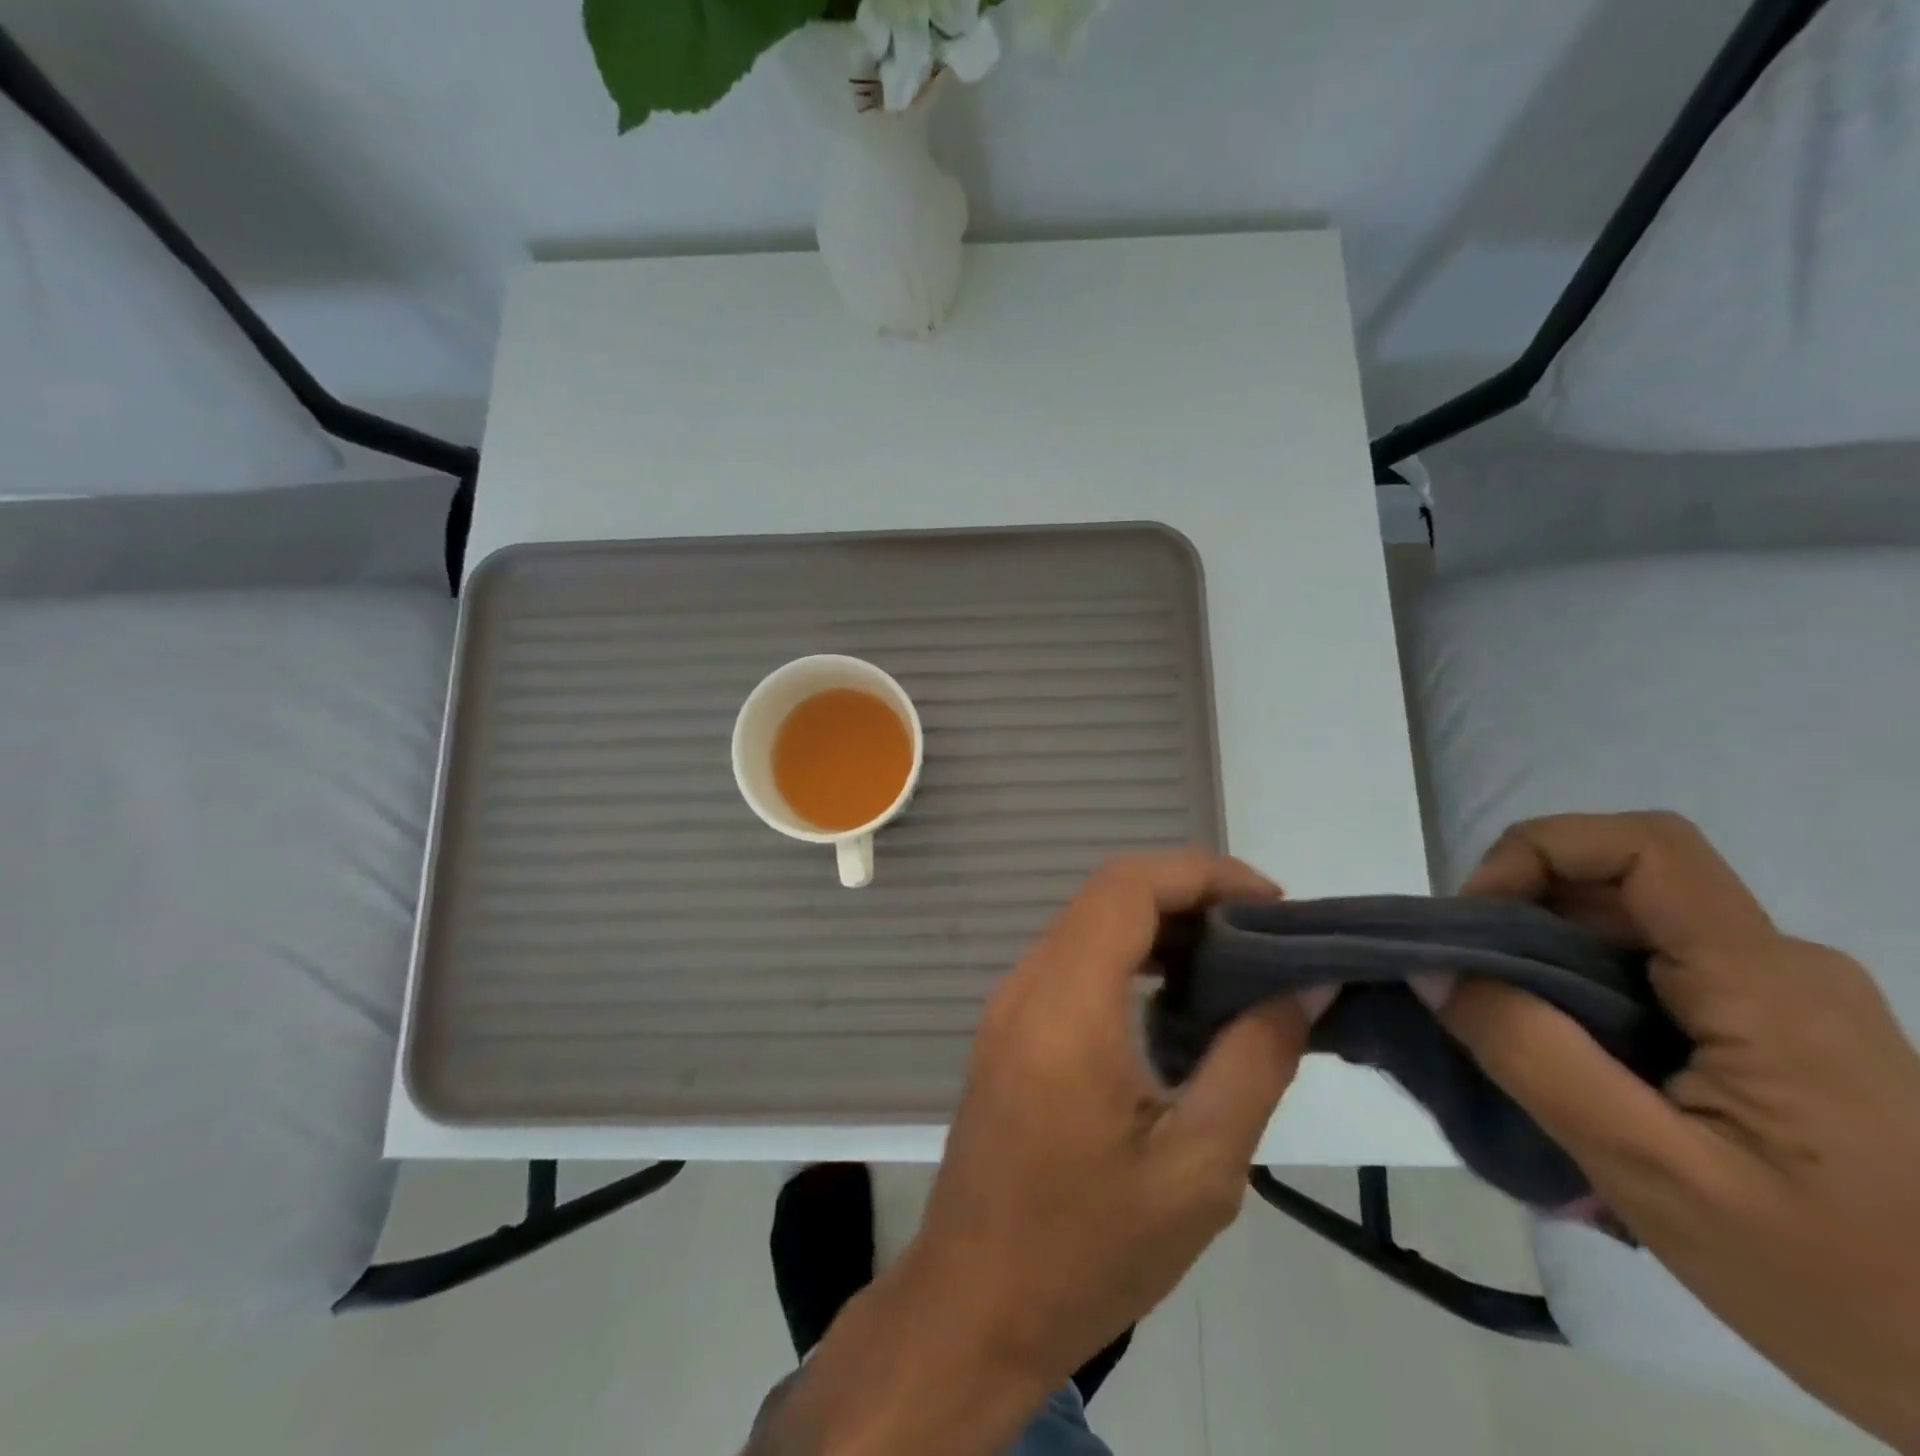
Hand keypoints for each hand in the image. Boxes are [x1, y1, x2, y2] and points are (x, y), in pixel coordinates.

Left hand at [747, 849, 1306, 1455]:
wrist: (976, 1304)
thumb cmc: (1089, 1249)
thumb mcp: (1197, 1169)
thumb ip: (1255, 1062)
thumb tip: (1304, 986)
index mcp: (1066, 1005)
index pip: (1129, 886)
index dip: (1205, 874)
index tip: (1275, 908)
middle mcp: (1027, 983)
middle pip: (1109, 894)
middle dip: (1191, 896)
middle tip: (1266, 940)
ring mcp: (1009, 1003)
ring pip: (1089, 924)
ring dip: (1160, 926)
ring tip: (1233, 967)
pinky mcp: (1008, 1028)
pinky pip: (1072, 961)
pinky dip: (1128, 957)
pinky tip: (1175, 1002)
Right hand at [1441, 812, 1919, 1452]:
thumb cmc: (1837, 1287)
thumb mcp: (1652, 1173)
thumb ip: (1531, 1057)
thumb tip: (1434, 970)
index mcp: (1767, 984)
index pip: (1645, 846)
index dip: (1538, 850)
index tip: (1476, 919)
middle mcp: (1781, 966)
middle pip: (1622, 884)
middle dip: (1522, 915)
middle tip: (1470, 988)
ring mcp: (1783, 997)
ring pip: (1630, 929)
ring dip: (1547, 960)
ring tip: (1511, 1035)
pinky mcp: (1776, 1030)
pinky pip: (1653, 972)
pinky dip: (1582, 991)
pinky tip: (1573, 1062)